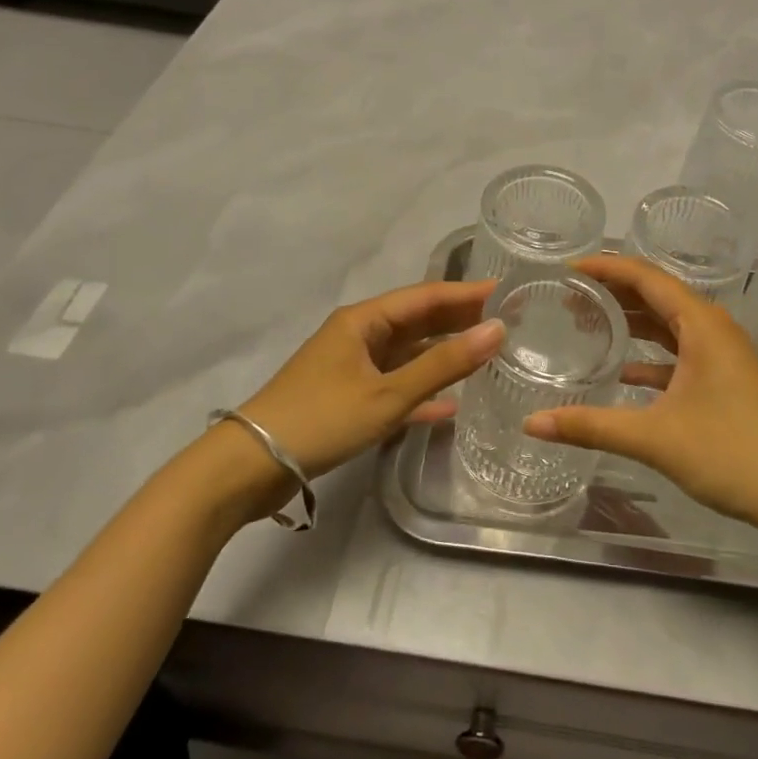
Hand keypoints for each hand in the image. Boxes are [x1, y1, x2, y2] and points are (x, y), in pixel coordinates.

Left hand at [236, 279, 503, 481]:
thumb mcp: (388, 393)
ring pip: (408, 353)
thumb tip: (496, 330)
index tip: (506, 292)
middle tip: (507, 322)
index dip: (467, 293)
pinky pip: (395, 385)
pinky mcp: (348, 398)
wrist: (251, 466)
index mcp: (364, 320)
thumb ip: (443, 364)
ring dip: (444, 354)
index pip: (425, 296)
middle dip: (459, 320)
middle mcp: (359, 335)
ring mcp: (352, 367)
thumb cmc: (321, 418)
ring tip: (488, 354)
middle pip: (417, 321)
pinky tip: (451, 405)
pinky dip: (422, 390)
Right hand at [522, 256, 757, 531]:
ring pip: (670, 324)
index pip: (646, 277)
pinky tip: (623, 371)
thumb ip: (591, 426)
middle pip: (657, 295)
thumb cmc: (731, 453)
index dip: (606, 268)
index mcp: (701, 324)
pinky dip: (651, 354)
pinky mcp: (727, 379)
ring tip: (588, 322)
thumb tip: (532, 424)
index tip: (567, 268)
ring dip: (633, 321)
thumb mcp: (655, 438)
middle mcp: (714, 328)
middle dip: (614, 292)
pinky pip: (681, 351)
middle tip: (569, 295)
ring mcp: (724, 354)